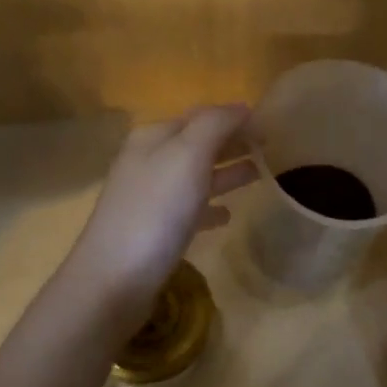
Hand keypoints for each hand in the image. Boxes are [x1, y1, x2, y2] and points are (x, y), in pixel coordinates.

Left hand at [64, 105, 258, 316]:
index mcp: (154, 137)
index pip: (201, 116)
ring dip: (226, 172)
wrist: (114, 278)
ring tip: (261, 174)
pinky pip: (189, 211)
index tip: (271, 125)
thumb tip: (242, 107)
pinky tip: (228, 216)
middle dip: (232, 143)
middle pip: (198, 144)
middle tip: (271, 147)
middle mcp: (148, 162)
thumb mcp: (187, 155)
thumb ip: (215, 125)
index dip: (235, 118)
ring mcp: (149, 198)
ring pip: (195, 177)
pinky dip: (210, 207)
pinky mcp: (153, 232)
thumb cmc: (155, 210)